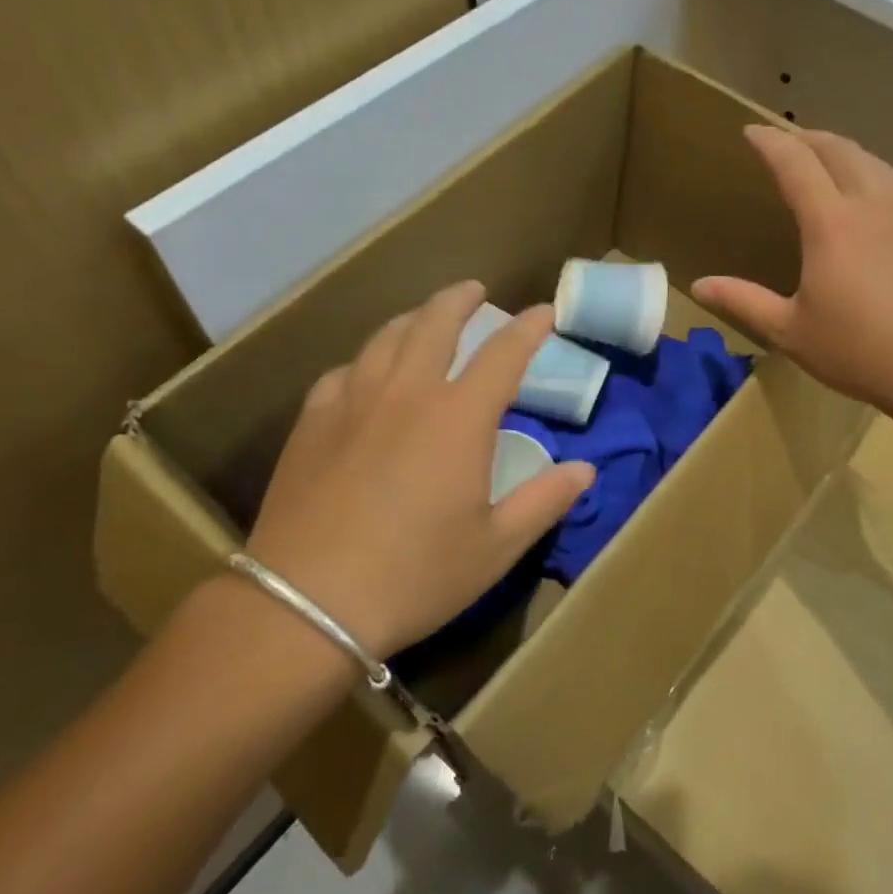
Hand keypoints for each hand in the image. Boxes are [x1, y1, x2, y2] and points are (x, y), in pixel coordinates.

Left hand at [246, 282, 594, 658]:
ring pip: (386, 337)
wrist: (308, 603)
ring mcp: (353, 401)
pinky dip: (366, 360)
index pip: (504, 353)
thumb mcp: (495, 547)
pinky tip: (366, 372)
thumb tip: (584, 470)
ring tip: (424, 317)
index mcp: (459, 417)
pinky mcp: (313, 422)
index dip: (529, 328)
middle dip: (460, 299)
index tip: (544, 312)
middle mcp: (407, 392)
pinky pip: (343, 371)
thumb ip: (544, 501)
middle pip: (435, 323)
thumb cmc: (415, 576)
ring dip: (413, 318)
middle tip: (474, 290)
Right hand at [692, 125, 892, 437]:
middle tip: (785, 141)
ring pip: (873, 160)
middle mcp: (872, 202)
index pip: (795, 163)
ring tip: (825, 158)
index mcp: (830, 223)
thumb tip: (699, 286)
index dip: (770, 142)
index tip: (751, 133)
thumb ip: (743, 301)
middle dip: (806, 137)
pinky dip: (877, 170)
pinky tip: (877, 186)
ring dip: (842, 150)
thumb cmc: (859, 352)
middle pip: (837, 149)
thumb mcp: (790, 331)